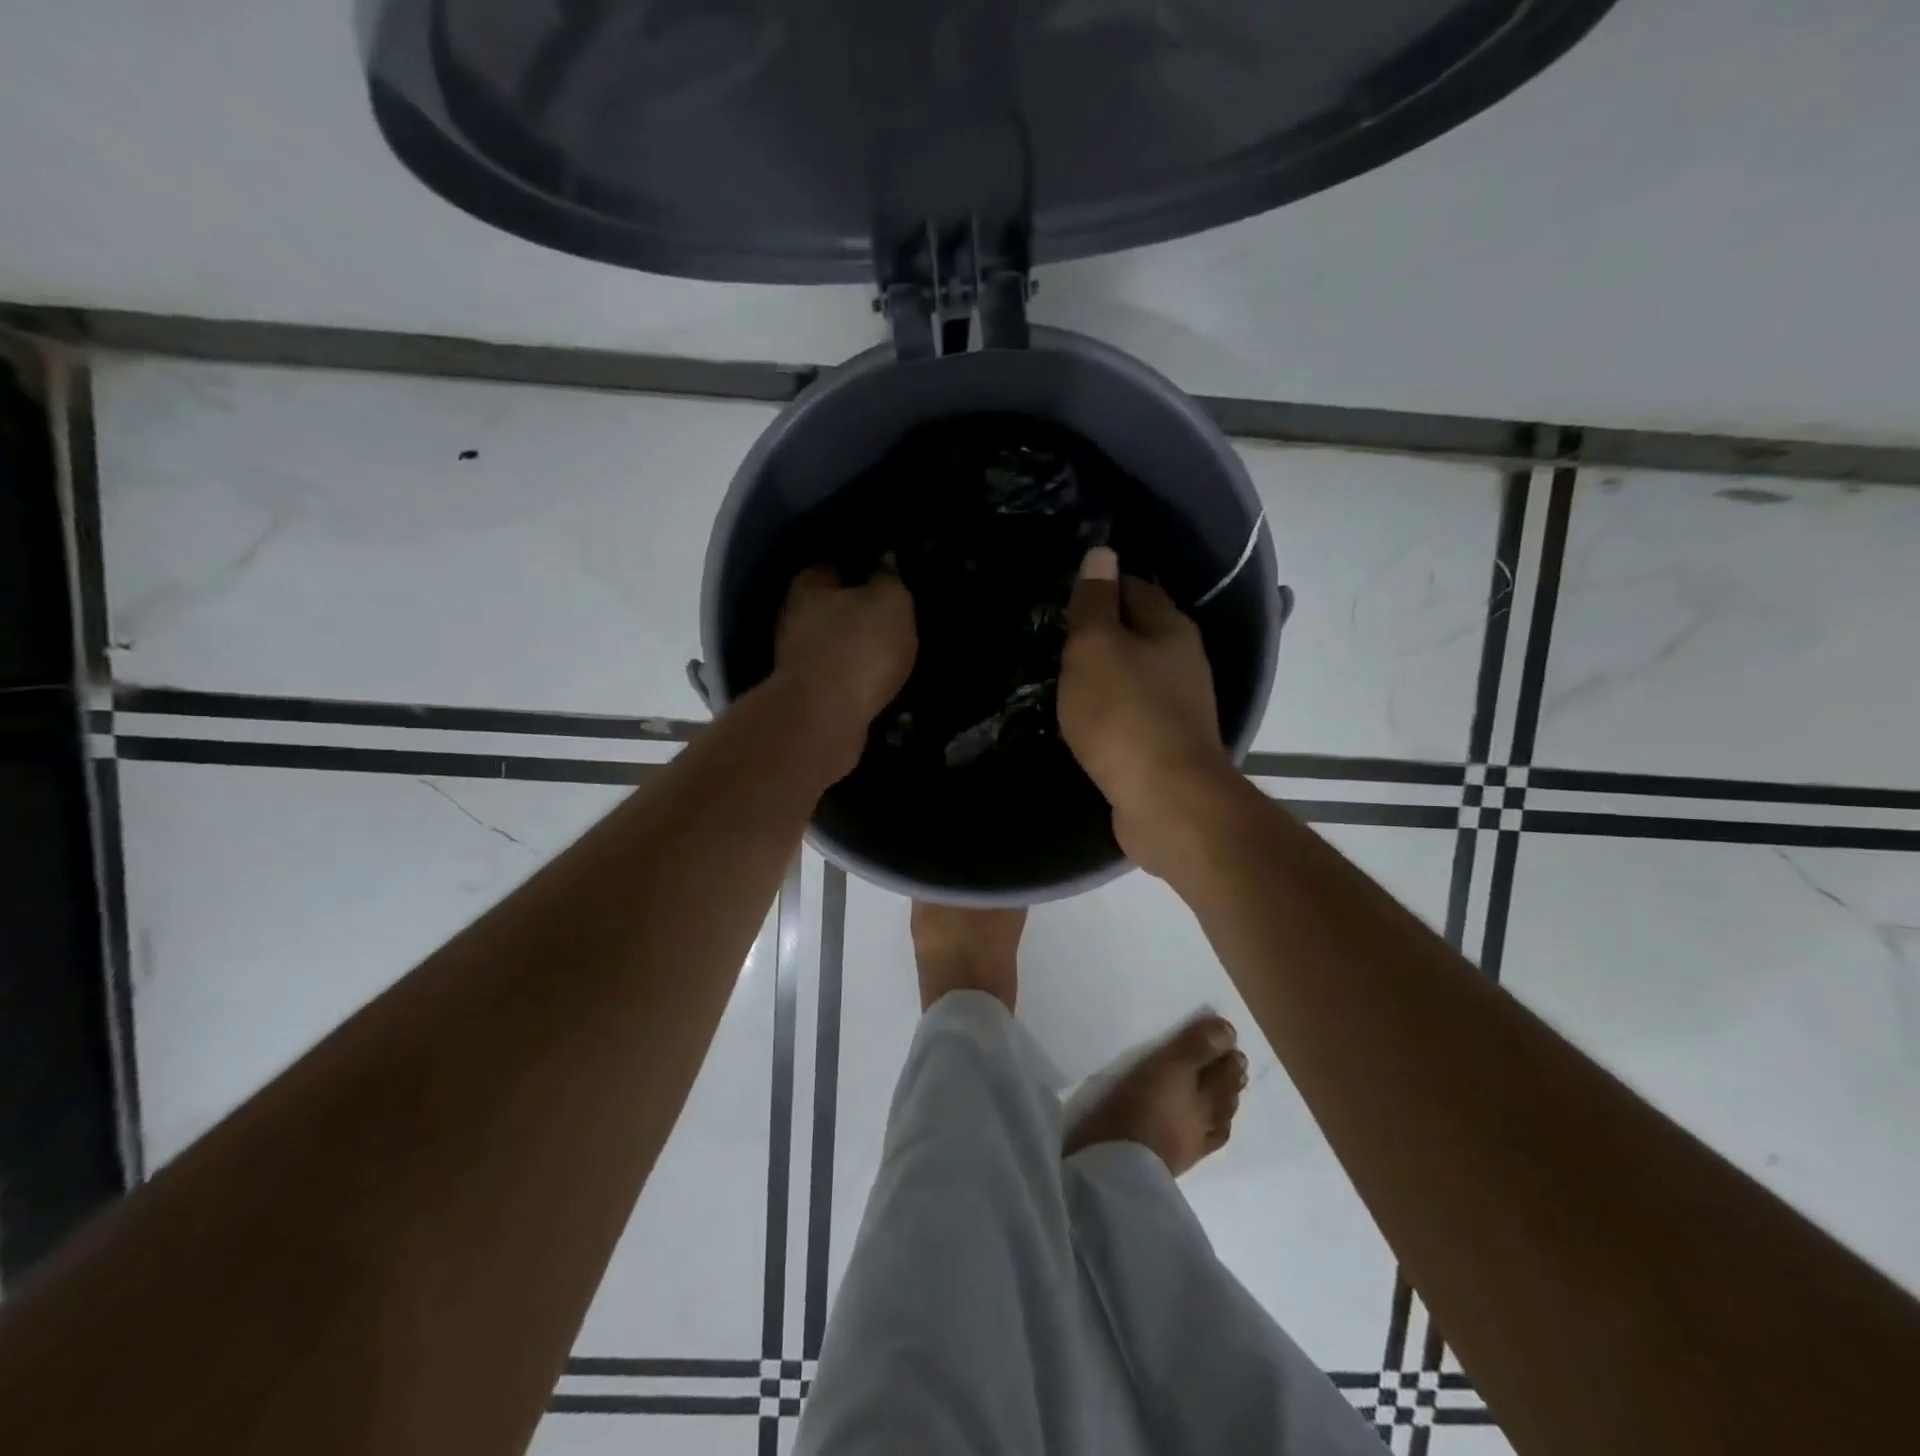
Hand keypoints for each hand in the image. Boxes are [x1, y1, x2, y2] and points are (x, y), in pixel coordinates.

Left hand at [773, 560, 916, 782]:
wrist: (825, 718)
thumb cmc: (859, 647)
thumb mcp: (890, 603)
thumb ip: (889, 578)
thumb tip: (884, 559)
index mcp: (810, 583)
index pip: (836, 563)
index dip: (863, 566)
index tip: (888, 575)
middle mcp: (793, 616)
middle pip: (830, 605)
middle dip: (857, 610)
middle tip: (893, 617)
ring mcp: (795, 659)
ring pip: (831, 643)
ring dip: (854, 647)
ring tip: (890, 652)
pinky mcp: (804, 694)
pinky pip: (835, 676)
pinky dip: (852, 677)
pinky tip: (876, 682)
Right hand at [1057, 547, 1235, 873]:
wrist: (1166, 800)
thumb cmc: (1125, 714)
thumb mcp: (1096, 648)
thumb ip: (1095, 602)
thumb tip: (1102, 553)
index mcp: (1170, 628)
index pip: (1133, 588)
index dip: (1098, 588)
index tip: (1060, 600)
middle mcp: (1184, 661)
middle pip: (1137, 633)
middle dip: (1099, 634)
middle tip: (1054, 641)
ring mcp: (1180, 707)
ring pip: (1135, 676)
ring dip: (1104, 676)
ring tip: (1062, 680)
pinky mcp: (1168, 745)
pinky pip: (1133, 714)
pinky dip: (1110, 711)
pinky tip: (1086, 721)